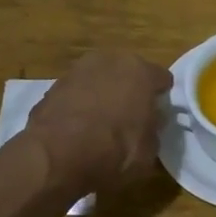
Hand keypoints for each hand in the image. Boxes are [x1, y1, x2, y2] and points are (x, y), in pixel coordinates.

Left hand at [25, 51, 173, 194]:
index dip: (161, 98)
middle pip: (128, 73)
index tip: (158, 117)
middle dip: (130, 91)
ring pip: (100, 79)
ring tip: (101, 123)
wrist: (57, 156)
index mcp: (141, 72)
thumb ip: (153, 130)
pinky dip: (80, 104)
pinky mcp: (53, 85)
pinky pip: (77, 93)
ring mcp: (78, 69)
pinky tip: (78, 128)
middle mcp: (110, 61)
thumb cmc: (114, 151)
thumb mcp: (149, 152)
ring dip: (103, 94)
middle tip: (130, 117)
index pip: (162, 79)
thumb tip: (150, 123)